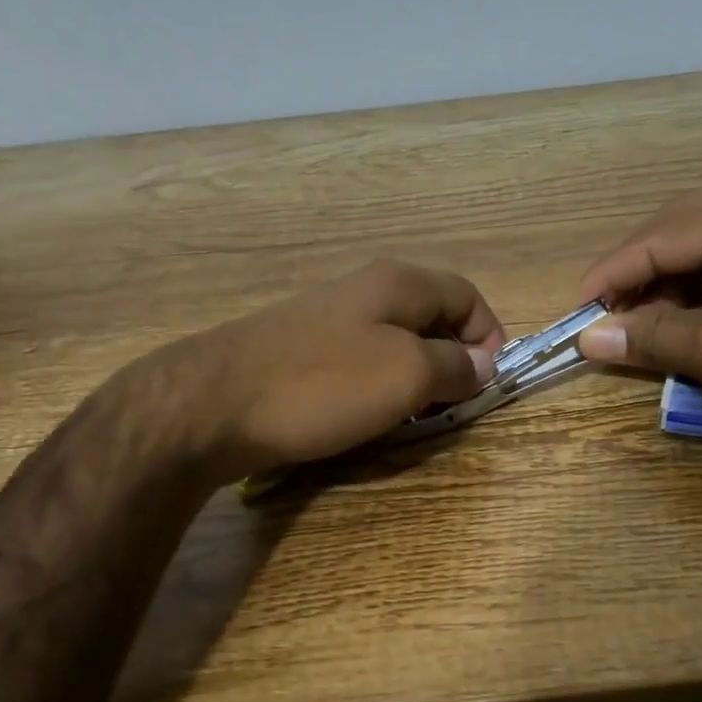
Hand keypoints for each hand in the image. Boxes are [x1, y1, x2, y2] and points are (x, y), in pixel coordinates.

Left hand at [163, 259, 505, 481]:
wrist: (212, 405)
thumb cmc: (323, 384)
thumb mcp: (406, 374)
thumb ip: (454, 365)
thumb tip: (482, 362)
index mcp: (398, 283)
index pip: (467, 295)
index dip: (489, 336)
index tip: (488, 383)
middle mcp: (365, 291)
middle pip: (432, 318)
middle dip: (453, 361)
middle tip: (452, 406)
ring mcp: (328, 320)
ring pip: (396, 344)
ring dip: (415, 379)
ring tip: (412, 417)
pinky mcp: (301, 351)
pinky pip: (360, 363)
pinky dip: (378, 388)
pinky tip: (366, 417)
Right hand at [576, 185, 701, 451]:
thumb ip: (652, 337)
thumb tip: (587, 337)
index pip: (661, 237)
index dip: (611, 274)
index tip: (573, 312)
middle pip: (677, 240)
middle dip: (634, 281)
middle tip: (598, 321)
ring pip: (697, 264)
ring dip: (659, 297)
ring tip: (626, 333)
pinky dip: (690, 310)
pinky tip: (669, 335)